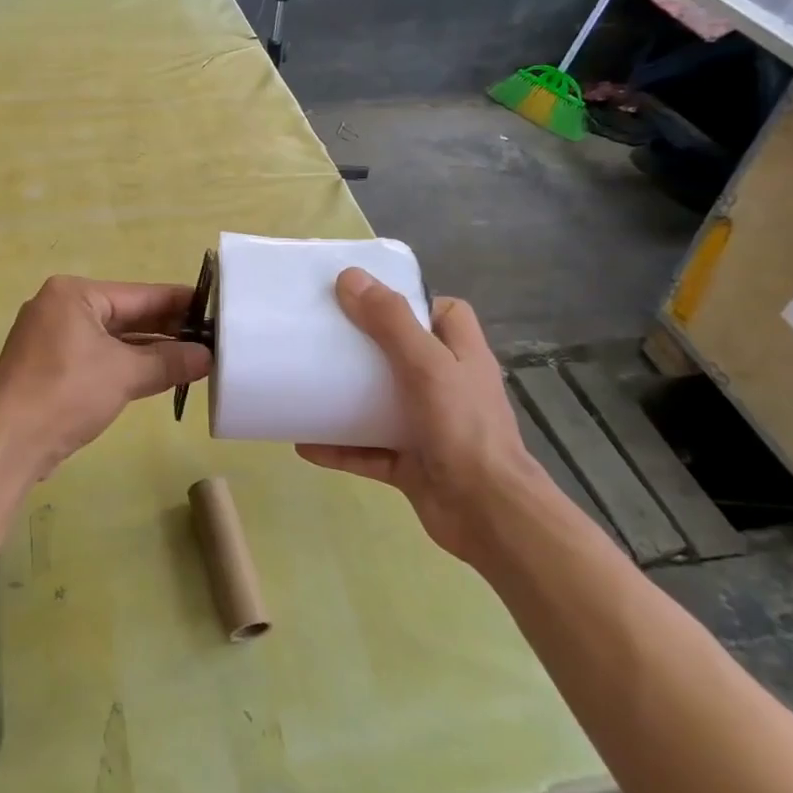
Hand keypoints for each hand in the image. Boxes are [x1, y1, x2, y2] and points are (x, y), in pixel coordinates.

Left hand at [0, 276, 211, 480]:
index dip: (179, 302)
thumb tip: (207, 357)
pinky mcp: (49, 366)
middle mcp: (60, 308)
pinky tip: (158, 373)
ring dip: (149, 350)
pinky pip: (97, 356)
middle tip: (210, 336)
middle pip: (125, 314)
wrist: (8, 444)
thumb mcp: (125, 374)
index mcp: (74, 294)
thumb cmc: (66, 394)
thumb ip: (169, 361)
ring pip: (112, 338)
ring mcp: (52, 338)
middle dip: (166, 328)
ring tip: (193, 356)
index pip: (139, 294)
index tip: (214, 307)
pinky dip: (126, 364)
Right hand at [298, 268, 540, 564]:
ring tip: (306, 384)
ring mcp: (429, 428)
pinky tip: (304, 443)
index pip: (445, 314)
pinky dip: (339, 446)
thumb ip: (391, 322)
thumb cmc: (463, 429)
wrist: (488, 515)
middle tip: (324, 335)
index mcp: (462, 356)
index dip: (412, 302)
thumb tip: (350, 278)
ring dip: (347, 399)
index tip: (368, 298)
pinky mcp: (410, 464)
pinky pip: (367, 450)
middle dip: (366, 346)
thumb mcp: (427, 365)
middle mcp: (448, 388)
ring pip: (382, 404)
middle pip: (404, 355)